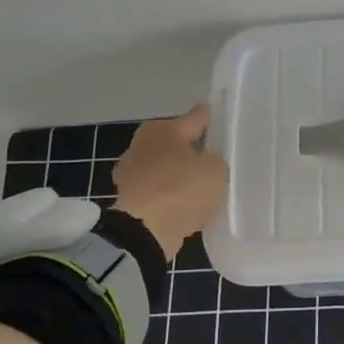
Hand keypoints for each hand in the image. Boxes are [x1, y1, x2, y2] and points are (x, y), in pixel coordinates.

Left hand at [113, 103, 229, 258]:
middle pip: (172, 144)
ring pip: (163, 169)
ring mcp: (130, 175)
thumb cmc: (182, 187)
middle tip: (209, 155)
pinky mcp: (128, 201)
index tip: (211, 112)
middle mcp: (140, 146)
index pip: (192, 119)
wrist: (145, 230)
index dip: (205, 117)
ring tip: (199, 185)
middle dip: (187, 149)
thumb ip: (214, 160)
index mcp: (161, 130)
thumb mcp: (215, 169)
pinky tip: (184, 204)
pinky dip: (169, 196)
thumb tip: (205, 161)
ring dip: (177, 175)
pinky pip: (158, 193)